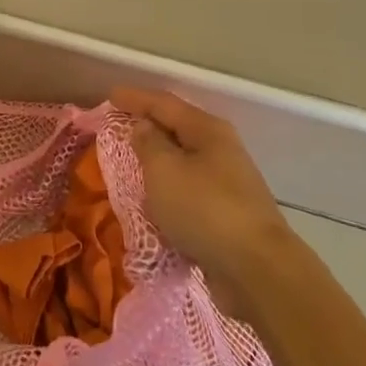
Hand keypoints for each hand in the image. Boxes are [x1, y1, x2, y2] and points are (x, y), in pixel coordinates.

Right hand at [113, 89, 294, 299]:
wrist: (256, 269)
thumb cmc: (204, 209)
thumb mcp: (164, 170)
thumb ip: (148, 144)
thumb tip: (144, 127)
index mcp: (207, 130)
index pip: (165, 103)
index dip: (135, 98)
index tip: (110, 96)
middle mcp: (221, 150)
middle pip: (178, 129)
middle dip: (148, 127)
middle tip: (118, 128)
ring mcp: (227, 183)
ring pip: (183, 162)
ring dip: (158, 161)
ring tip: (131, 163)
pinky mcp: (226, 214)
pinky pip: (188, 192)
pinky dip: (168, 191)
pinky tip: (153, 200)